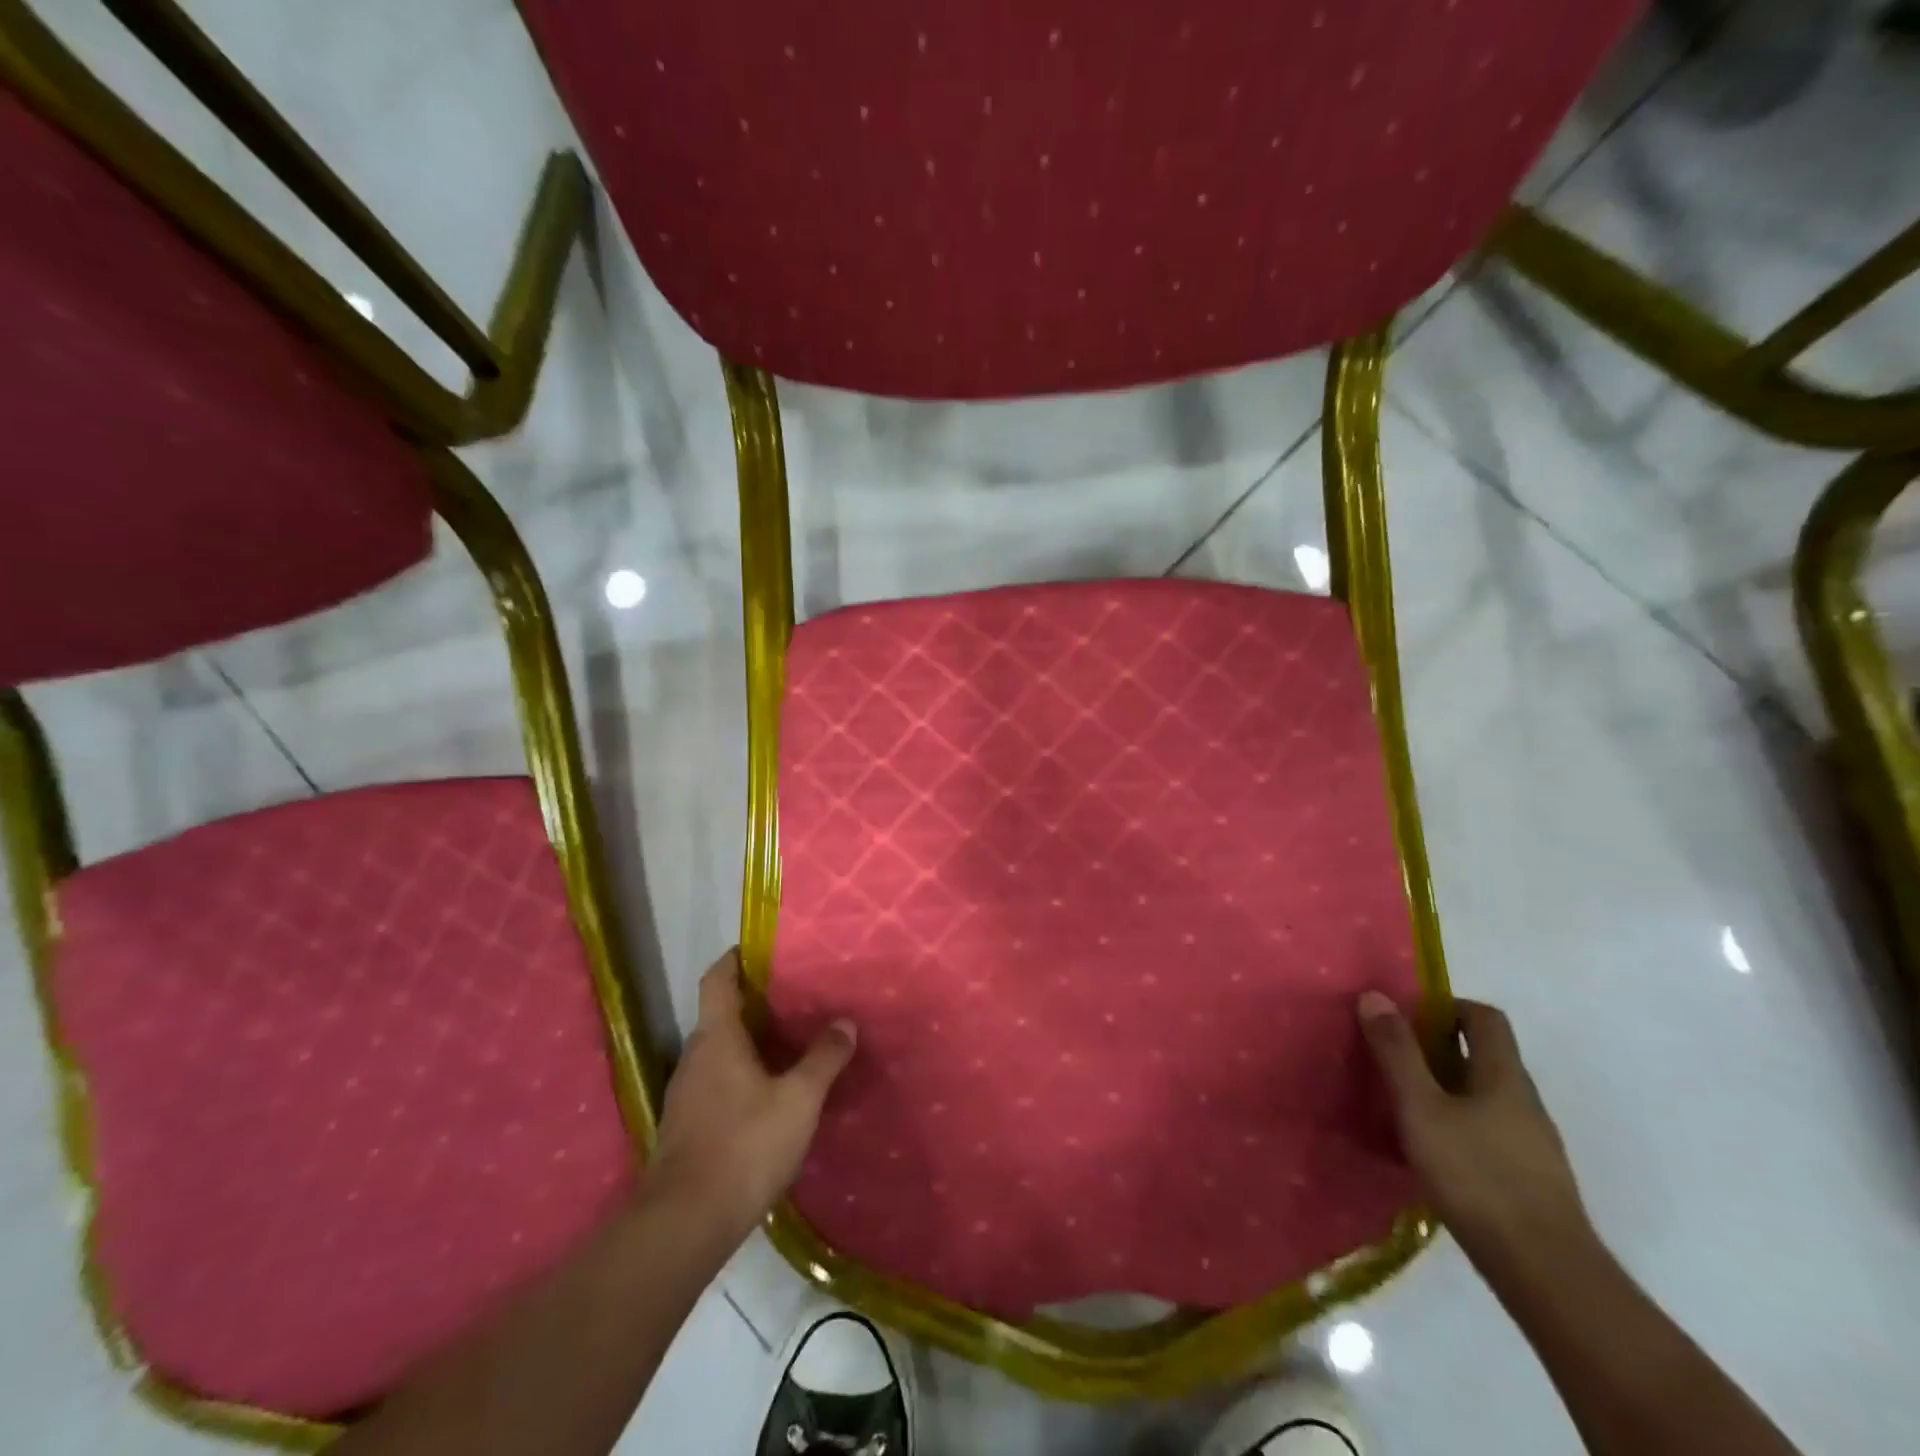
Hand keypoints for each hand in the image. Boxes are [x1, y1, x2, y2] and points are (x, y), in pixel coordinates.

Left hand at [651, 950, 856, 1241]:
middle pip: (719, 1015)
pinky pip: (716, 1082)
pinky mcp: (686, 1127)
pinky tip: (768, 1095)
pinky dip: (741, 1075)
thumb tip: (845, 1022)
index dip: (734, 959)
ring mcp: (686, 1094)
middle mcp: (695, 1057)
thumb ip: (823, 1058)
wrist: (684, 1224)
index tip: (756, 949)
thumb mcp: (798, 1099)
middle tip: (792, 999)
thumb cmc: (744, 1146)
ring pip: (718, 1052)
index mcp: (716, 1037)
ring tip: (787, 1044)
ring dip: (748, 1042)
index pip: (717, 980)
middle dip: (752, 1004)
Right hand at [1357, 991, 1590, 1272]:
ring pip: (1484, 1096)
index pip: (1484, 1017)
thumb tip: (1375, 996)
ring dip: (1444, 1090)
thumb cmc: (1478, 1177)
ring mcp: (1533, 1144)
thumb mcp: (1421, 1108)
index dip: (1446, 1007)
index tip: (1406, 1018)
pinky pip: (1488, 1132)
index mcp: (1504, 1075)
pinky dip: (1456, 1126)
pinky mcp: (1530, 1180)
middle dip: (1436, 1050)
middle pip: (1483, 1056)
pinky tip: (1428, 1153)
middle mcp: (1525, 1102)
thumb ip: (1397, 1053)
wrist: (1547, 1274)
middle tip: (1392, 1060)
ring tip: (1401, 1107)